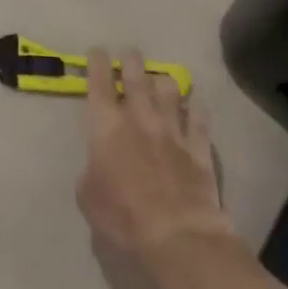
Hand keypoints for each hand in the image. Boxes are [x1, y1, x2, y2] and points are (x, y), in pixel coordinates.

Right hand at [76, 49, 234, 269]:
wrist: (176, 237)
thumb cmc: (122, 218)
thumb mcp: (87, 196)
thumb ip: (92, 169)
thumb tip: (100, 162)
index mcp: (106, 126)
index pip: (99, 83)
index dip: (97, 62)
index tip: (97, 52)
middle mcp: (139, 117)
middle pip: (136, 76)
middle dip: (131, 61)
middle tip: (130, 55)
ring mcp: (173, 129)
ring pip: (169, 89)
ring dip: (162, 82)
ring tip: (161, 81)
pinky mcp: (199, 146)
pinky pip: (199, 117)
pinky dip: (195, 108)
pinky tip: (195, 105)